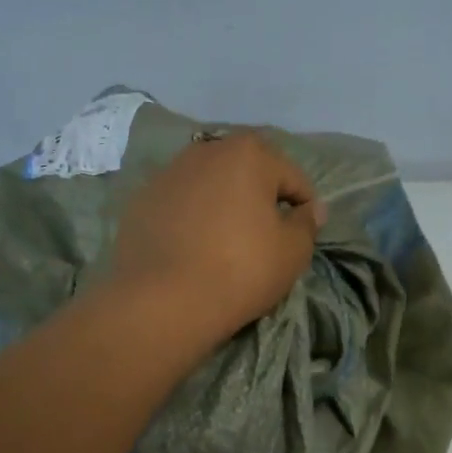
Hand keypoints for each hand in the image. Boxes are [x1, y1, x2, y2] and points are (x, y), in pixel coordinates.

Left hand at [111, 132, 325, 345]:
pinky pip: (179, 205)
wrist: (162, 301)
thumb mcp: (292, 252)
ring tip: (226, 242)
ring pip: (210, 186)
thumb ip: (307, 223)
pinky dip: (191, 219)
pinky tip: (192, 249)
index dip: (305, 207)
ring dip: (223, 205)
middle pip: (247, 173)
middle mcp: (206, 151)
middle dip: (260, 199)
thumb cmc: (240, 270)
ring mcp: (167, 174)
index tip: (303, 236)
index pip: (293, 178)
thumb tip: (311, 209)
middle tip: (266, 237)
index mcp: (248, 153)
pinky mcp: (140, 201)